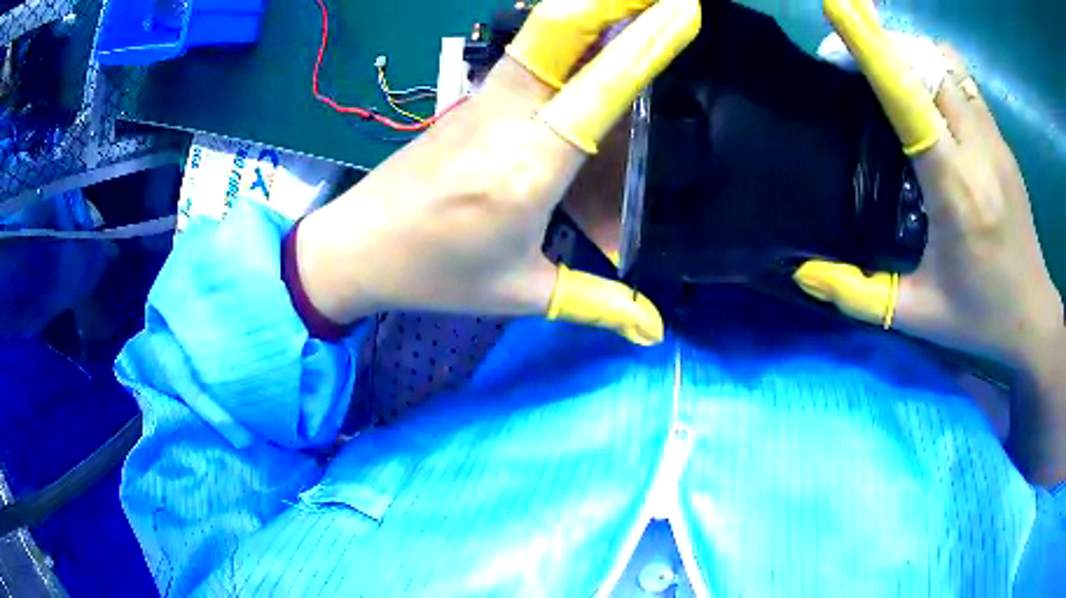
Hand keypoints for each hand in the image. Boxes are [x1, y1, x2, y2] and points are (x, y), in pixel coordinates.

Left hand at [295, 0, 700, 345]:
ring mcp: (481, 101)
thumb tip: (655, 333)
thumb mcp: (520, 292)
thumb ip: (597, 305)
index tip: (684, 8)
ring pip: (540, 35)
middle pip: (559, 32)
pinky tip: (589, 36)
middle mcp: (507, 118)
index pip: (601, 88)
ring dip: (589, 9)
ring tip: (638, 3)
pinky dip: (565, 34)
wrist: (357, 247)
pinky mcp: (469, 100)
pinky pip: (525, 55)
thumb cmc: (435, 274)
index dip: (646, 43)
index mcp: (528, 168)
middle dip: (613, 1)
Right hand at [795, 0, 1062, 368]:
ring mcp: (995, 143)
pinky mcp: (1003, 143)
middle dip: (885, 46)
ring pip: (948, 65)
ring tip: (887, 71)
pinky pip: (964, 82)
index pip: (911, 100)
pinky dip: (936, 70)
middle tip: (848, 60)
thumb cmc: (979, 318)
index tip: (839, 8)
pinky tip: (925, 96)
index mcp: (956, 194)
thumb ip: (858, 296)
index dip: (873, 49)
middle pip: (928, 64)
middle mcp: (979, 154)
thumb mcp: (918, 316)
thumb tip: (803, 274)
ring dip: (913, 53)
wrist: (1033, 318)